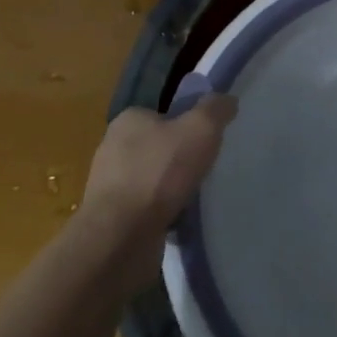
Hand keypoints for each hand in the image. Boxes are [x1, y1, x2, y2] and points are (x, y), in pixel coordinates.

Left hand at [72, 94, 236, 283]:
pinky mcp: (112, 217)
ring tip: (196, 195)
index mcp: (128, 120)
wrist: (121, 237)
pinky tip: (180, 217)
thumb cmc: (159, 173)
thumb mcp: (200, 129)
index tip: (207, 138)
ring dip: (172, 186)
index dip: (187, 122)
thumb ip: (215, 109)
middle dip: (181, 156)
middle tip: (206, 166)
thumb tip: (227, 99)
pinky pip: (146, 206)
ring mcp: (109, 184)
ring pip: (152, 177)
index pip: (162, 112)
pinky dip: (163, 210)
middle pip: (158, 144)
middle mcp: (113, 147)